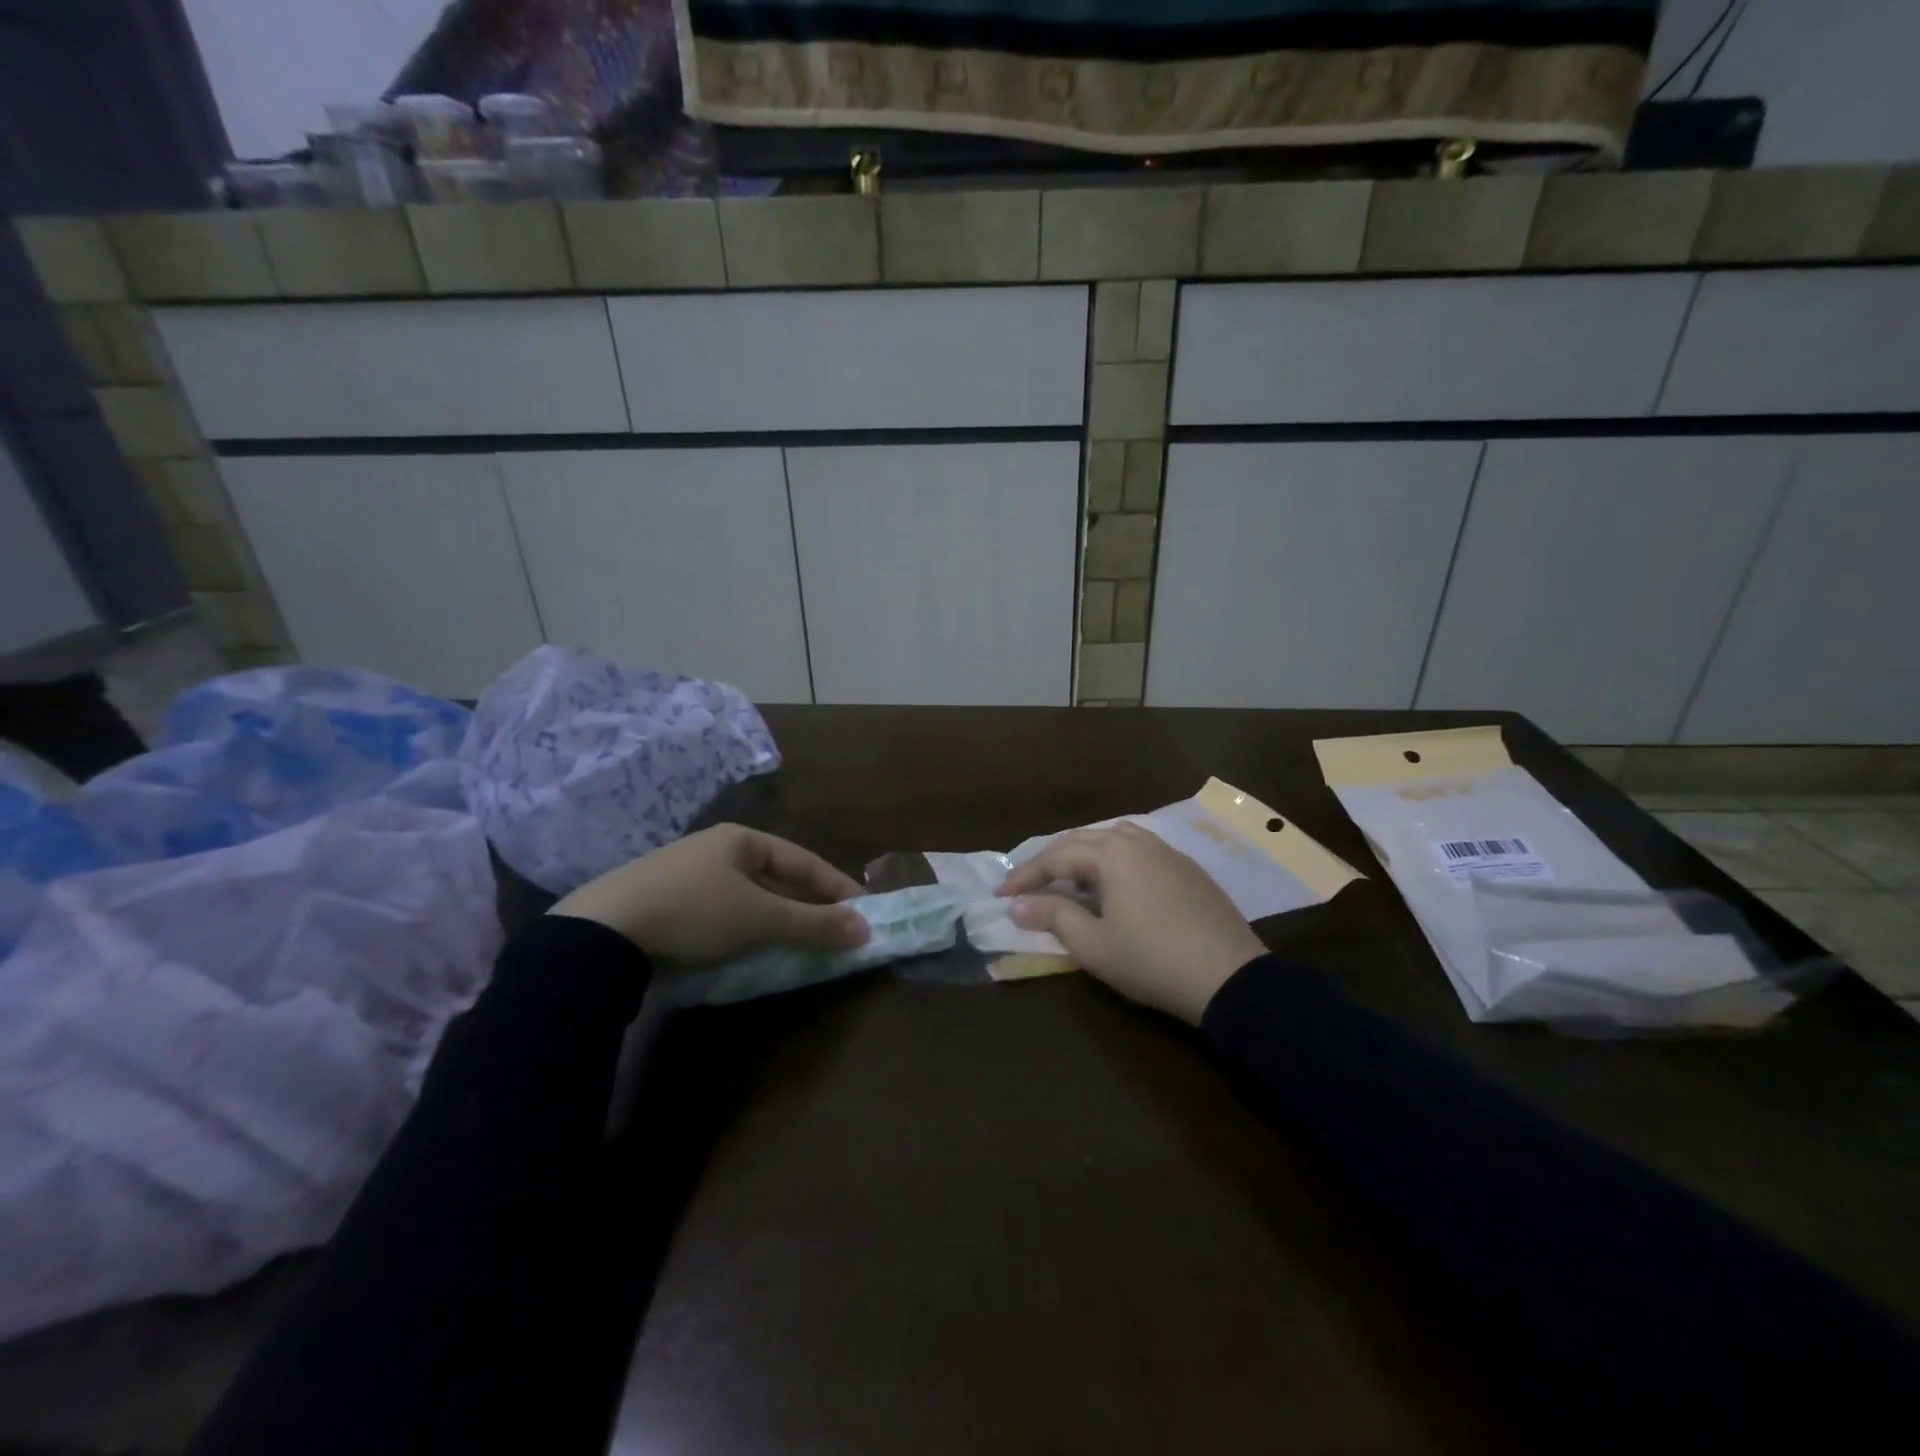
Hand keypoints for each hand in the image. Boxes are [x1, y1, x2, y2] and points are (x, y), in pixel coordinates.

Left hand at [549, 824, 868, 963]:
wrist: (600, 934)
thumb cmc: (693, 911)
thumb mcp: (760, 918)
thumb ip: (813, 923)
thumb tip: (866, 929)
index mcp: (741, 840)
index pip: (804, 860)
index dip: (837, 886)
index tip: (865, 911)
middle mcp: (716, 851)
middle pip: (777, 878)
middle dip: (808, 906)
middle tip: (837, 932)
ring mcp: (687, 877)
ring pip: (749, 898)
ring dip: (778, 920)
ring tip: (802, 945)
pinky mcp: (665, 906)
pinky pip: (722, 914)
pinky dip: (746, 931)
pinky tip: (751, 950)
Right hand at [997, 823, 1265, 1024]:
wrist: (1229, 978)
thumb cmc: (1151, 960)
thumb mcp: (1093, 944)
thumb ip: (1053, 917)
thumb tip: (1019, 905)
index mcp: (1112, 854)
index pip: (1057, 857)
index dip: (1026, 876)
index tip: (1001, 895)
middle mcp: (1139, 843)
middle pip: (1085, 840)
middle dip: (1053, 861)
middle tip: (1030, 884)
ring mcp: (1169, 854)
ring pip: (1117, 839)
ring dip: (1086, 855)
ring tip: (1071, 878)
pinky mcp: (1190, 871)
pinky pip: (1142, 852)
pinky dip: (1116, 861)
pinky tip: (1117, 885)